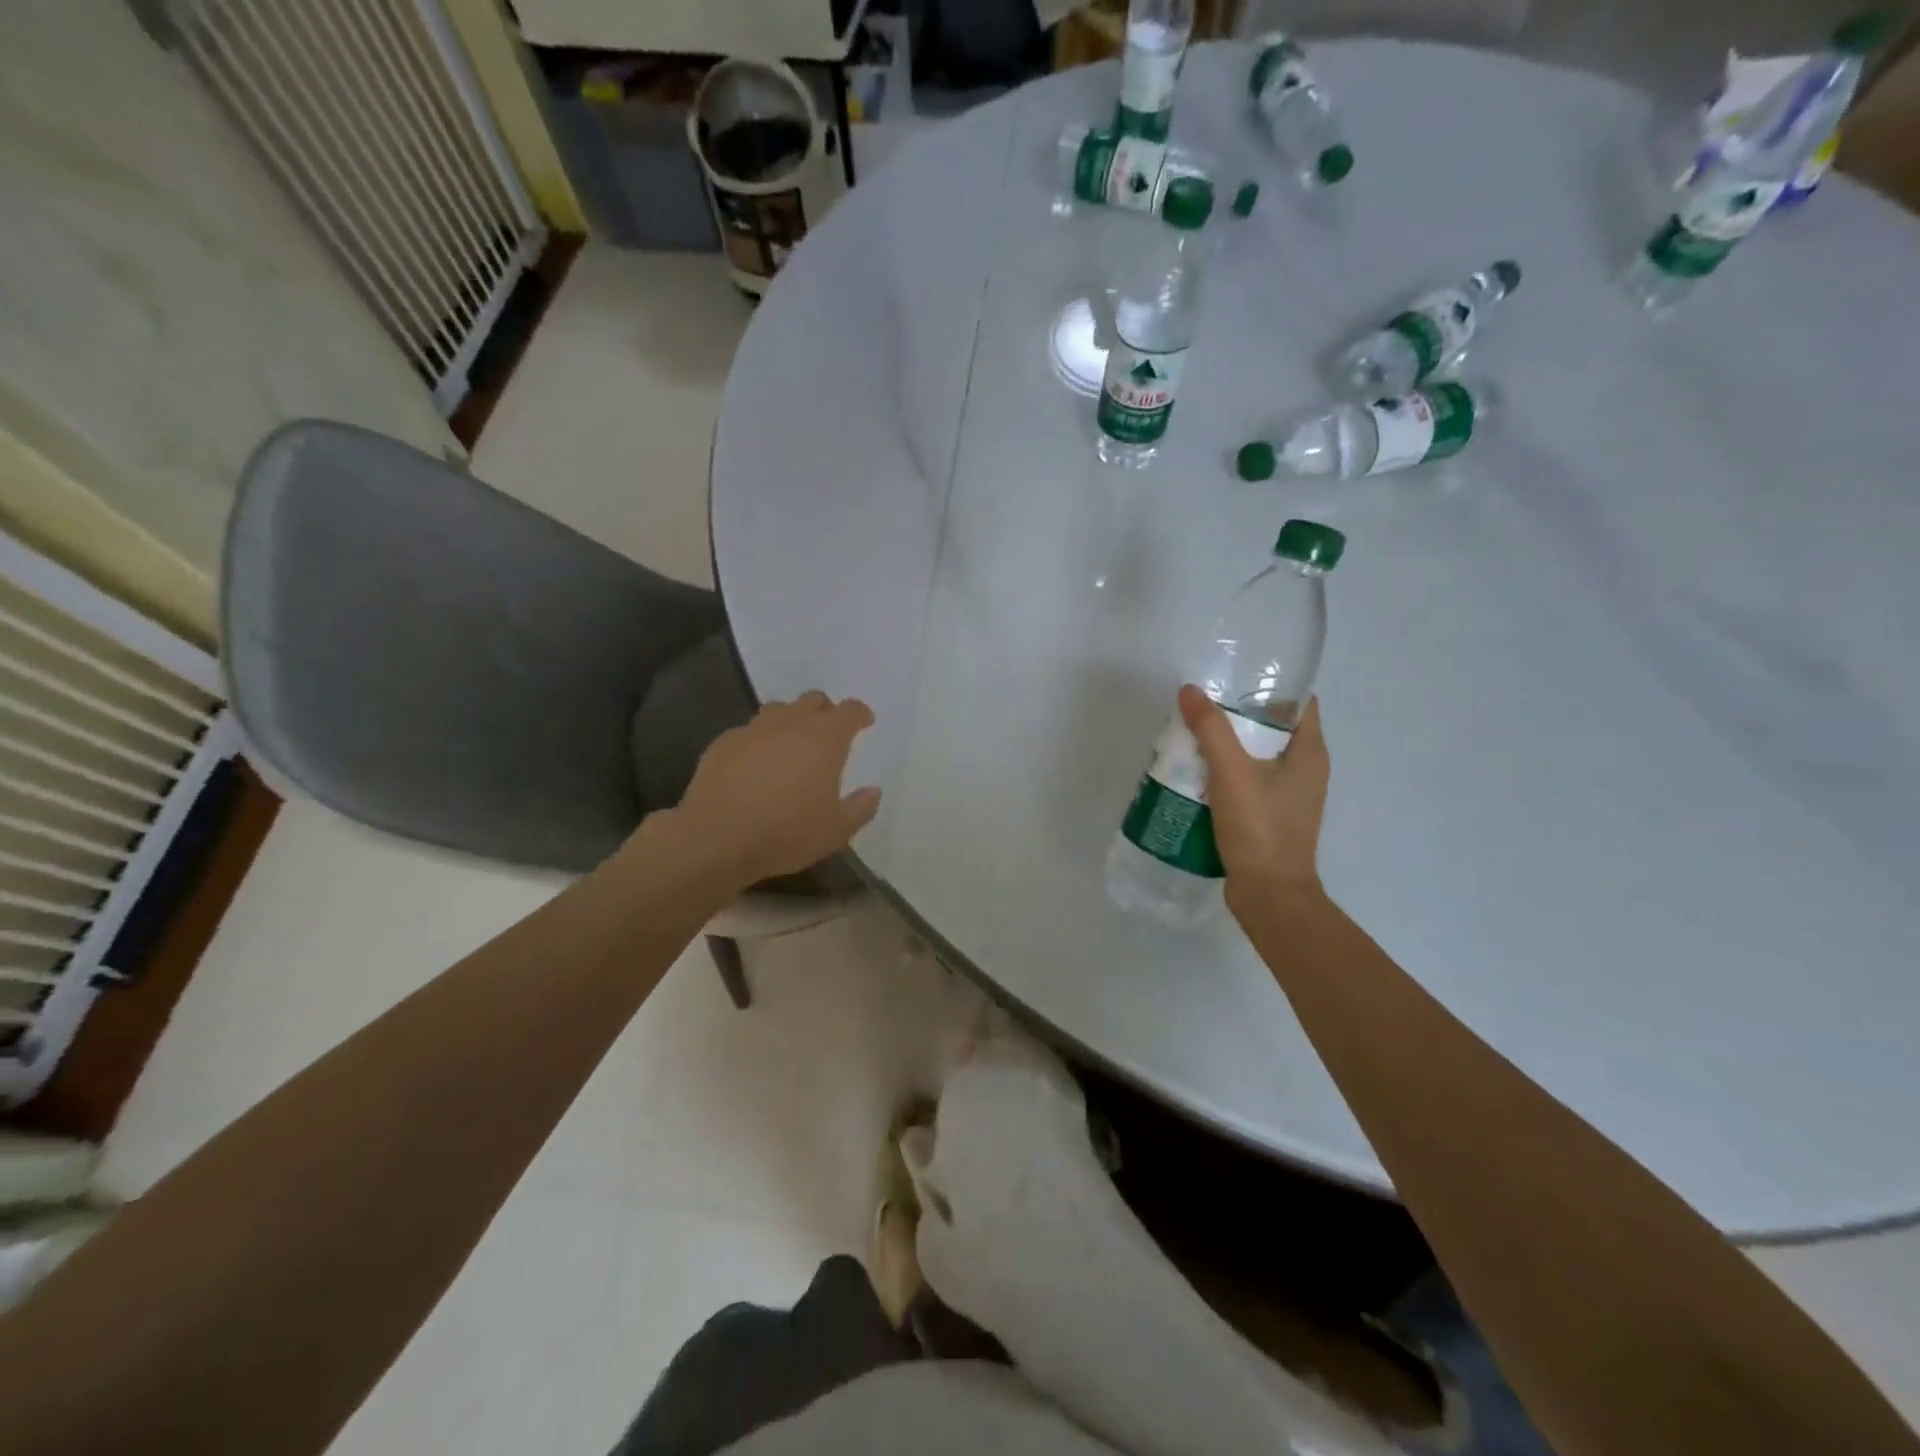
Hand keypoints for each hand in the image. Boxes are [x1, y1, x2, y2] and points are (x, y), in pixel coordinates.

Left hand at [673, 691, 880, 887]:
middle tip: (828, 732)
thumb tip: (873, 791)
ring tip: (791, 743)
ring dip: (790, 720)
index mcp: (825, 739)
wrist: (717, 838)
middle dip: (825, 711)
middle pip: (813, 700)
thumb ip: (860, 808)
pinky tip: (755, 764)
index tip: (865, 722)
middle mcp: (790, 723)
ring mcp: (753, 729)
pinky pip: (748, 731)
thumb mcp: (836, 831)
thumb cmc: (787, 833)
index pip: (850, 711)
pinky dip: (759, 740)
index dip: (860, 714)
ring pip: (778, 709)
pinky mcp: (723, 743)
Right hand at [1178, 684, 1329, 911]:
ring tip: (1192, 739)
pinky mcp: (1271, 818)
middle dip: (1237, 717)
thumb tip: (1190, 691)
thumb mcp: (1232, 772)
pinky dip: (1225, 776)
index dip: (1269, 686)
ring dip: (1227, 748)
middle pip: (1272, 729)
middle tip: (1202, 709)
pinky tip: (1195, 777)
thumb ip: (1211, 729)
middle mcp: (1306, 771)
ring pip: (1257, 758)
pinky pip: (1248, 784)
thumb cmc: (1260, 828)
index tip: (1233, 680)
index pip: (1298, 703)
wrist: (1269, 895)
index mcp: (1310, 753)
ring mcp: (1289, 797)